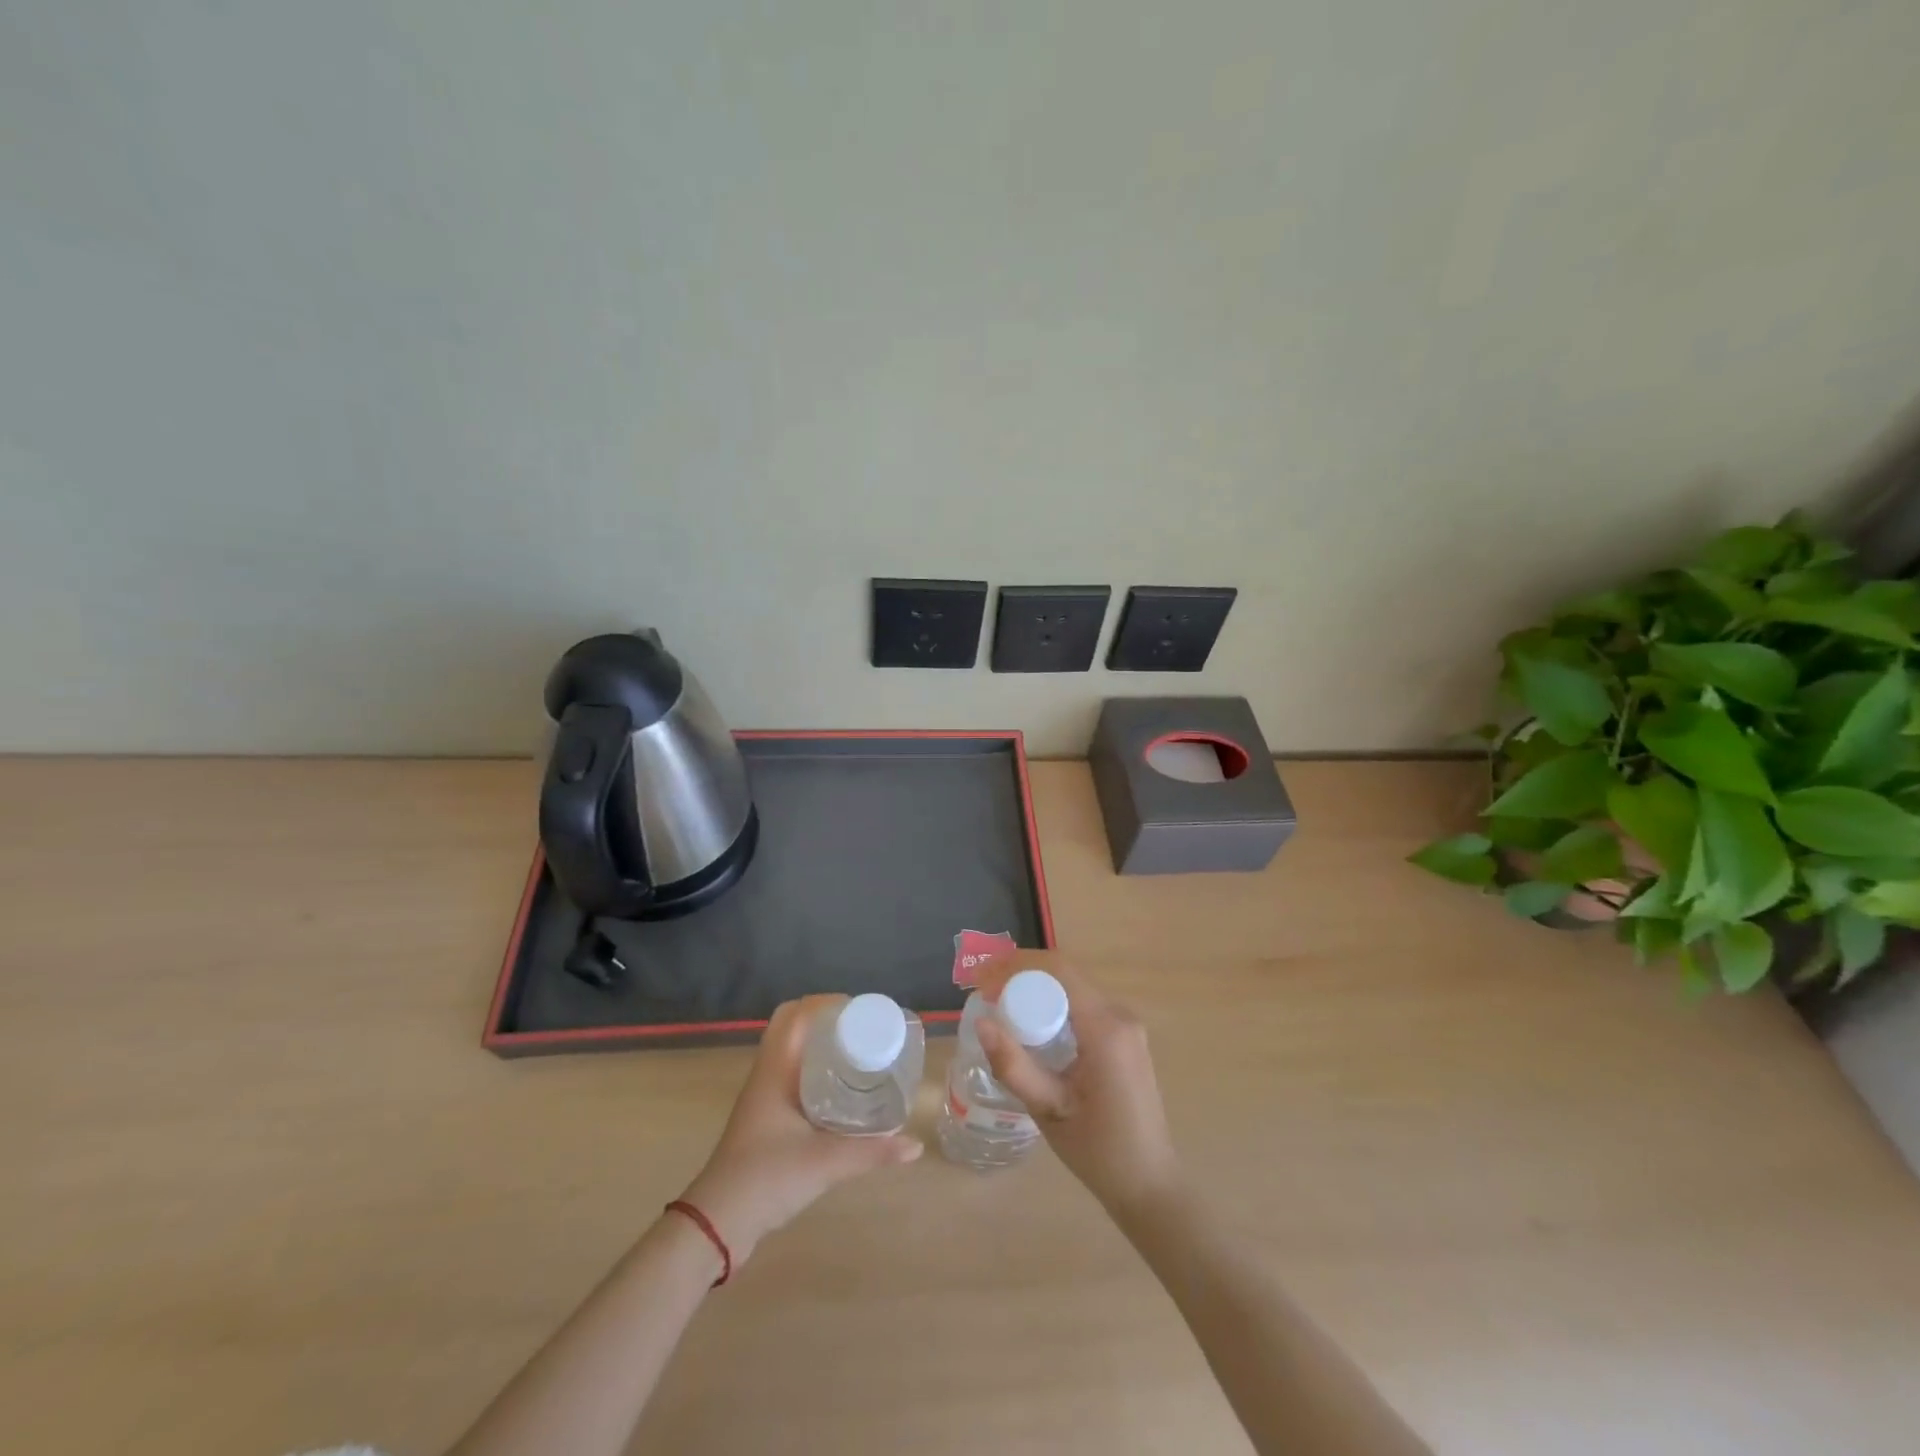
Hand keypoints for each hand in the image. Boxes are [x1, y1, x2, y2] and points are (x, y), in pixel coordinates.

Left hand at [679, 996, 921, 1264]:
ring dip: (819, 1041)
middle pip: (792, 1025)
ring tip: (858, 1049)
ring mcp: (763, 1095)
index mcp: (774, 1069)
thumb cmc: (767, 1178)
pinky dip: (814, 1066)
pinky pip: (791, 1072)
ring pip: (791, 1049)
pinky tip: (840, 1086)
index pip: (795, 1014)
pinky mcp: (766, 1116)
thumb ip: (872, 1152)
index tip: (862, 1011)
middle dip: (826, 1019)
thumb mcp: (825, 1163)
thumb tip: (915, 1145)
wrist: (718, 1223)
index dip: (827, 1003)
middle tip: (862, 1029)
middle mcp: (766, 1073)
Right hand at [974, 954, 1181, 1216]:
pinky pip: (1082, 1006)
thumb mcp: (1049, 1110)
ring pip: (1072, 989)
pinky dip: (1052, 1007)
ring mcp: (1126, 1025)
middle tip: (983, 994)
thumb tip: (981, 1022)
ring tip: (998, 1007)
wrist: (1149, 1184)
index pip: (1059, 970)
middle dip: (1020, 976)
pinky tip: (1030, 1027)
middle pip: (1064, 976)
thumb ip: (1015, 1066)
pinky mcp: (1125, 1037)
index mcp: (1106, 1029)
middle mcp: (1120, 1016)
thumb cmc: (1099, 1152)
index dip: (1016, 965)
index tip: (981, 979)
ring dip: (1035, 991)